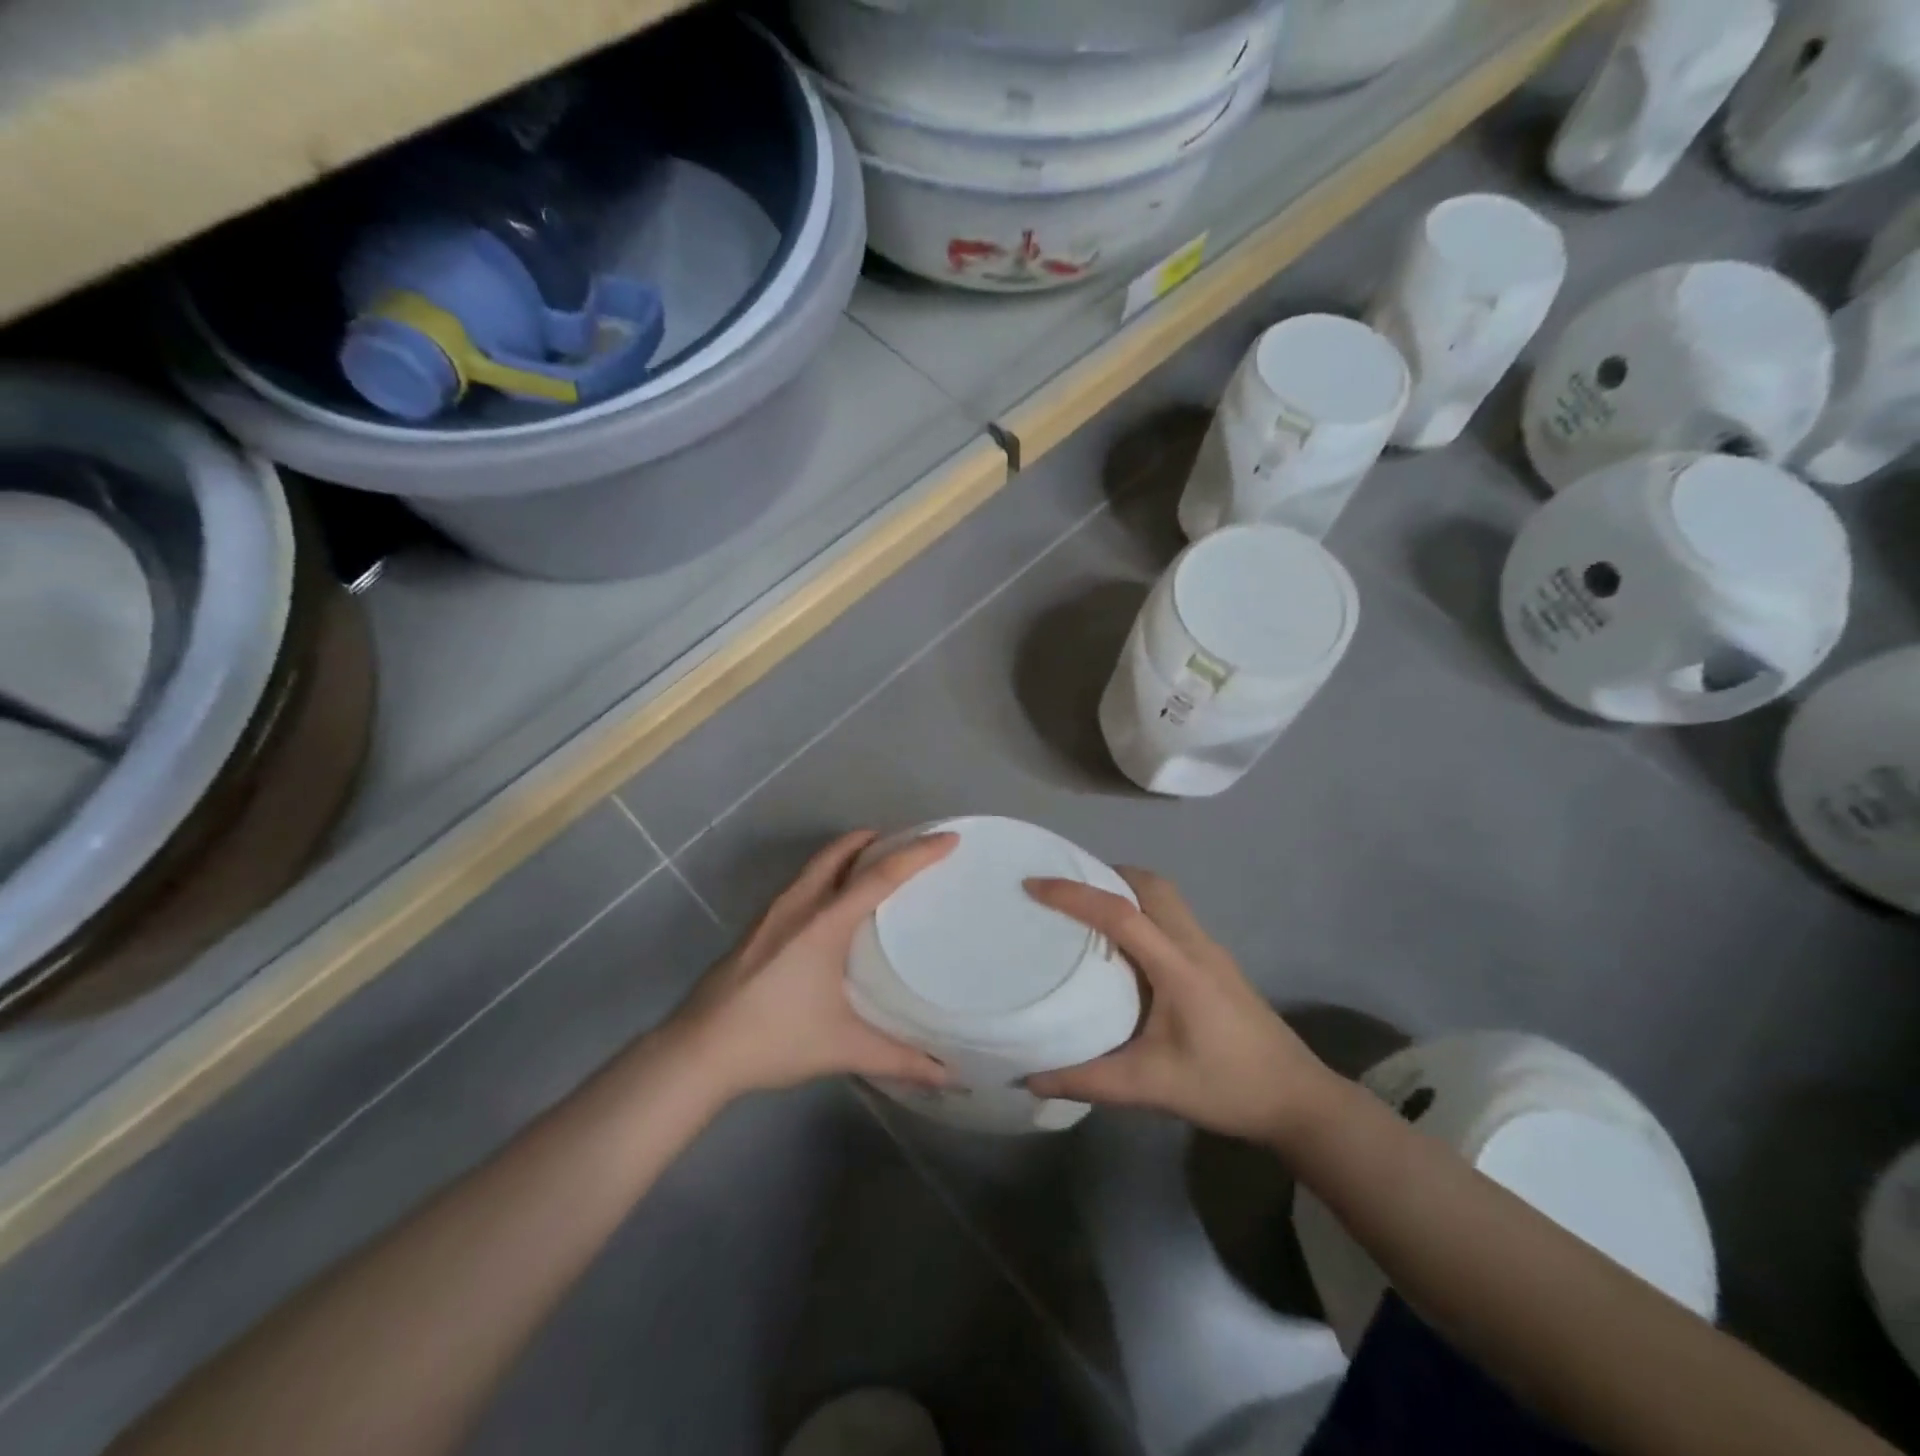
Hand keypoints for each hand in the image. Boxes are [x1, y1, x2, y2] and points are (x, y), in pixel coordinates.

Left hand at [662, 830, 955, 1100]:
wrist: (698, 1050)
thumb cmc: (774, 1039)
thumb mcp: (843, 1048)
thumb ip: (899, 1057)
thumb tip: (947, 1075)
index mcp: (824, 923)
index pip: (879, 875)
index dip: (917, 854)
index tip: (948, 838)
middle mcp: (798, 906)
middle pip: (839, 853)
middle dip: (874, 840)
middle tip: (905, 844)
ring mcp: (771, 914)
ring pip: (815, 866)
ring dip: (845, 855)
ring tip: (872, 867)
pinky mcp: (756, 928)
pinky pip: (800, 884)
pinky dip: (825, 876)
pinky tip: (830, 908)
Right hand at [1025, 869, 1338, 1143]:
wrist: (1297, 1099)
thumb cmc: (1226, 1087)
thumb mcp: (1152, 1087)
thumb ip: (1090, 1080)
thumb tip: (1031, 1076)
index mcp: (1178, 966)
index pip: (1120, 913)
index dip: (1075, 894)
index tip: (1034, 884)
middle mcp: (1195, 945)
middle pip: (1150, 885)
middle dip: (1106, 875)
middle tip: (1065, 889)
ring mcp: (1211, 950)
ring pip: (1165, 896)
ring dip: (1127, 889)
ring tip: (1087, 908)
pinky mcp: (1217, 962)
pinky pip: (1173, 915)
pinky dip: (1143, 909)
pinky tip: (1126, 943)